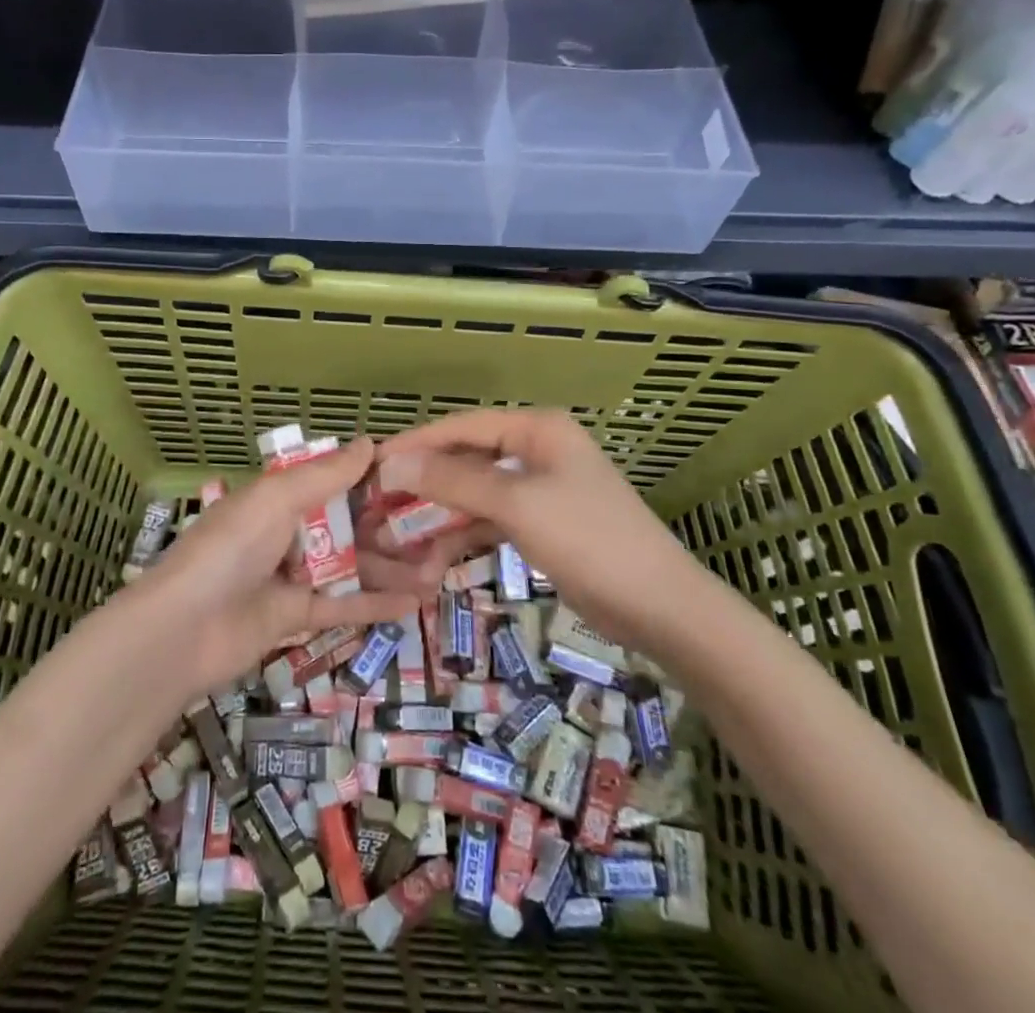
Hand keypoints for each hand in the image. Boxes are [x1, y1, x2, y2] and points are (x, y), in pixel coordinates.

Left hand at [133, 436, 418, 694]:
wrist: (183, 630)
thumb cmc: (231, 549)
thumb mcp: (277, 499)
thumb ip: (325, 475)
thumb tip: (369, 442)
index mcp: (277, 496)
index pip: (333, 481)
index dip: (372, 480)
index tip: (418, 479)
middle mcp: (287, 531)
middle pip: (347, 525)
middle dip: (390, 527)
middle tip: (440, 529)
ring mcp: (291, 575)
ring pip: (351, 565)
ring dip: (391, 567)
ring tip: (439, 569)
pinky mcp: (295, 617)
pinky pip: (342, 605)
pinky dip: (376, 603)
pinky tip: (416, 603)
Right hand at [372, 409, 701, 647]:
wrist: (662, 608)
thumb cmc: (590, 540)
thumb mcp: (517, 505)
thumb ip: (452, 481)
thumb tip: (392, 463)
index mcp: (536, 430)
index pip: (462, 427)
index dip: (416, 443)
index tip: (372, 464)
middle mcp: (536, 451)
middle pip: (466, 460)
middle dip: (423, 484)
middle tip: (377, 504)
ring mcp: (539, 490)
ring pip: (474, 495)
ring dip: (439, 517)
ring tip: (396, 540)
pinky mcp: (541, 525)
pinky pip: (490, 521)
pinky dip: (463, 537)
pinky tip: (432, 561)